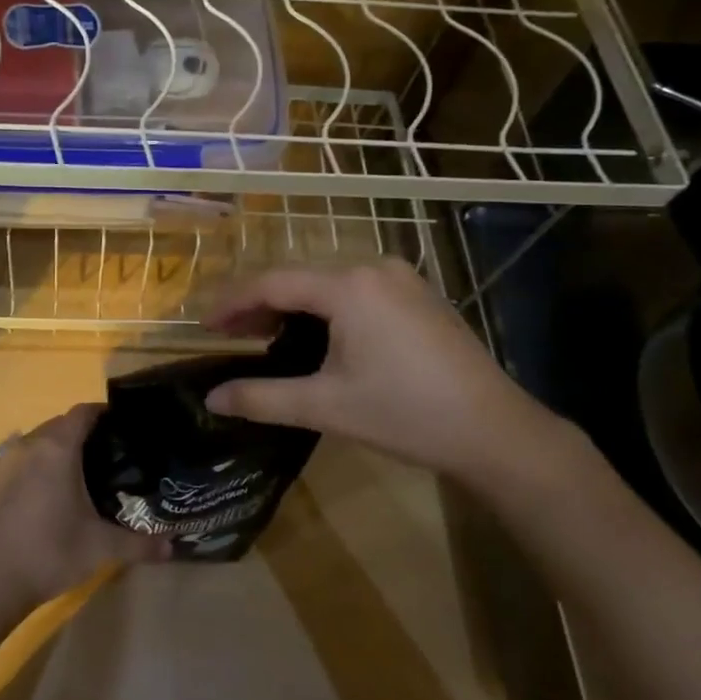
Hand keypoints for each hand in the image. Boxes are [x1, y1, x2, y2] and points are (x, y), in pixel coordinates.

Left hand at [0, 404, 169, 619]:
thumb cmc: (50, 553)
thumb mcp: (101, 548)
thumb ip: (140, 543)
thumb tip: (172, 547)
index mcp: (58, 448)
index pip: (83, 412)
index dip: (103, 414)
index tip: (121, 427)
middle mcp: (27, 445)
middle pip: (58, 425)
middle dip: (80, 434)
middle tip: (104, 457)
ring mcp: (1, 462)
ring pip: (33, 443)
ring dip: (51, 451)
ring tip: (70, 476)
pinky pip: (11, 463)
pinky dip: (26, 469)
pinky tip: (34, 494)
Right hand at [203, 259, 572, 489]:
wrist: (494, 431)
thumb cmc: (405, 414)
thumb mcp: (325, 407)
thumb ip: (261, 398)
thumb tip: (211, 399)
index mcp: (348, 287)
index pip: (273, 283)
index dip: (233, 302)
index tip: (205, 326)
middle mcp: (374, 269)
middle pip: (301, 279)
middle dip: (261, 305)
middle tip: (230, 335)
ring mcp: (402, 280)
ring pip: (329, 285)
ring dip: (294, 307)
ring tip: (266, 337)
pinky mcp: (419, 296)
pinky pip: (357, 292)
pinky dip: (326, 310)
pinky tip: (317, 337)